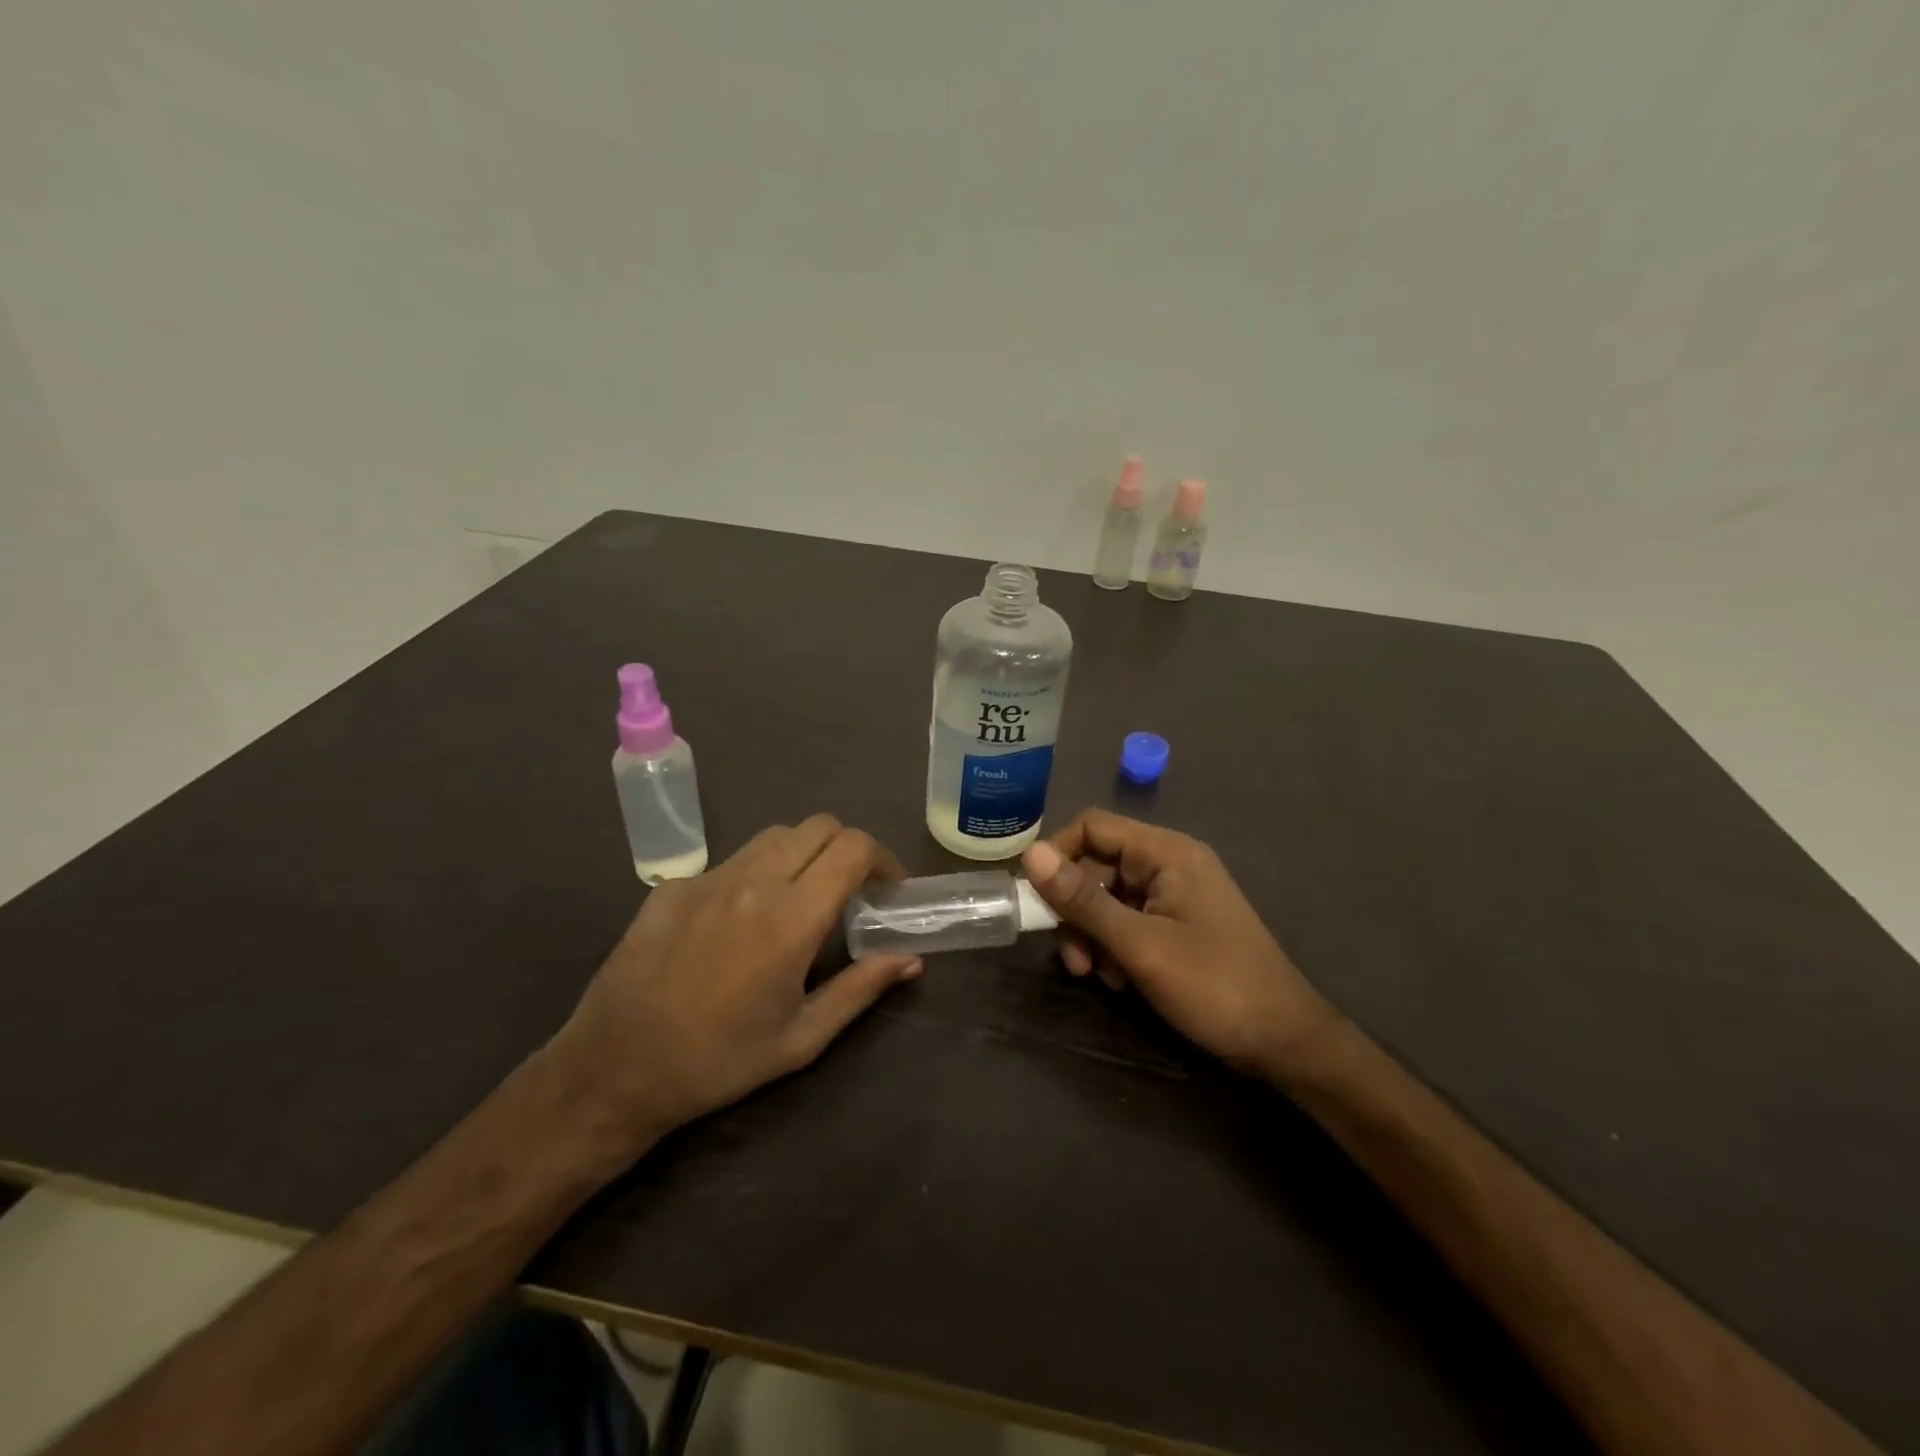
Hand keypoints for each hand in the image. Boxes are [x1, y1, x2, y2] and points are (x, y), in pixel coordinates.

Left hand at [547, 815, 919, 1165]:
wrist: (614, 1069)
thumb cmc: (719, 1062)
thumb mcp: (802, 1038)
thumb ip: (861, 988)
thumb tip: (911, 960)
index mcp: (791, 918)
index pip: (853, 848)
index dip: (883, 859)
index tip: (889, 889)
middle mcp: (753, 882)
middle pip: (819, 826)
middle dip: (848, 849)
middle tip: (852, 890)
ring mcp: (709, 878)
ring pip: (775, 836)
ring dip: (804, 854)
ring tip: (802, 897)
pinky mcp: (673, 886)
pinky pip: (731, 861)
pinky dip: (756, 874)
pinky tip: (741, 920)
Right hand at [1022, 810, 1336, 1078]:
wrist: (1284, 1043)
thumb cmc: (1214, 986)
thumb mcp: (1139, 945)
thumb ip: (1083, 900)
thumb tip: (1030, 854)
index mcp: (1166, 852)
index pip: (1092, 827)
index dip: (1057, 855)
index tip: (1034, 898)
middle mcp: (1169, 864)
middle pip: (1097, 865)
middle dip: (1076, 909)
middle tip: (1072, 958)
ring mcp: (1175, 895)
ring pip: (1108, 898)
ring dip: (1092, 934)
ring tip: (1097, 975)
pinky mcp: (1177, 924)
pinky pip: (1128, 920)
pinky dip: (1115, 946)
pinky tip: (1121, 981)